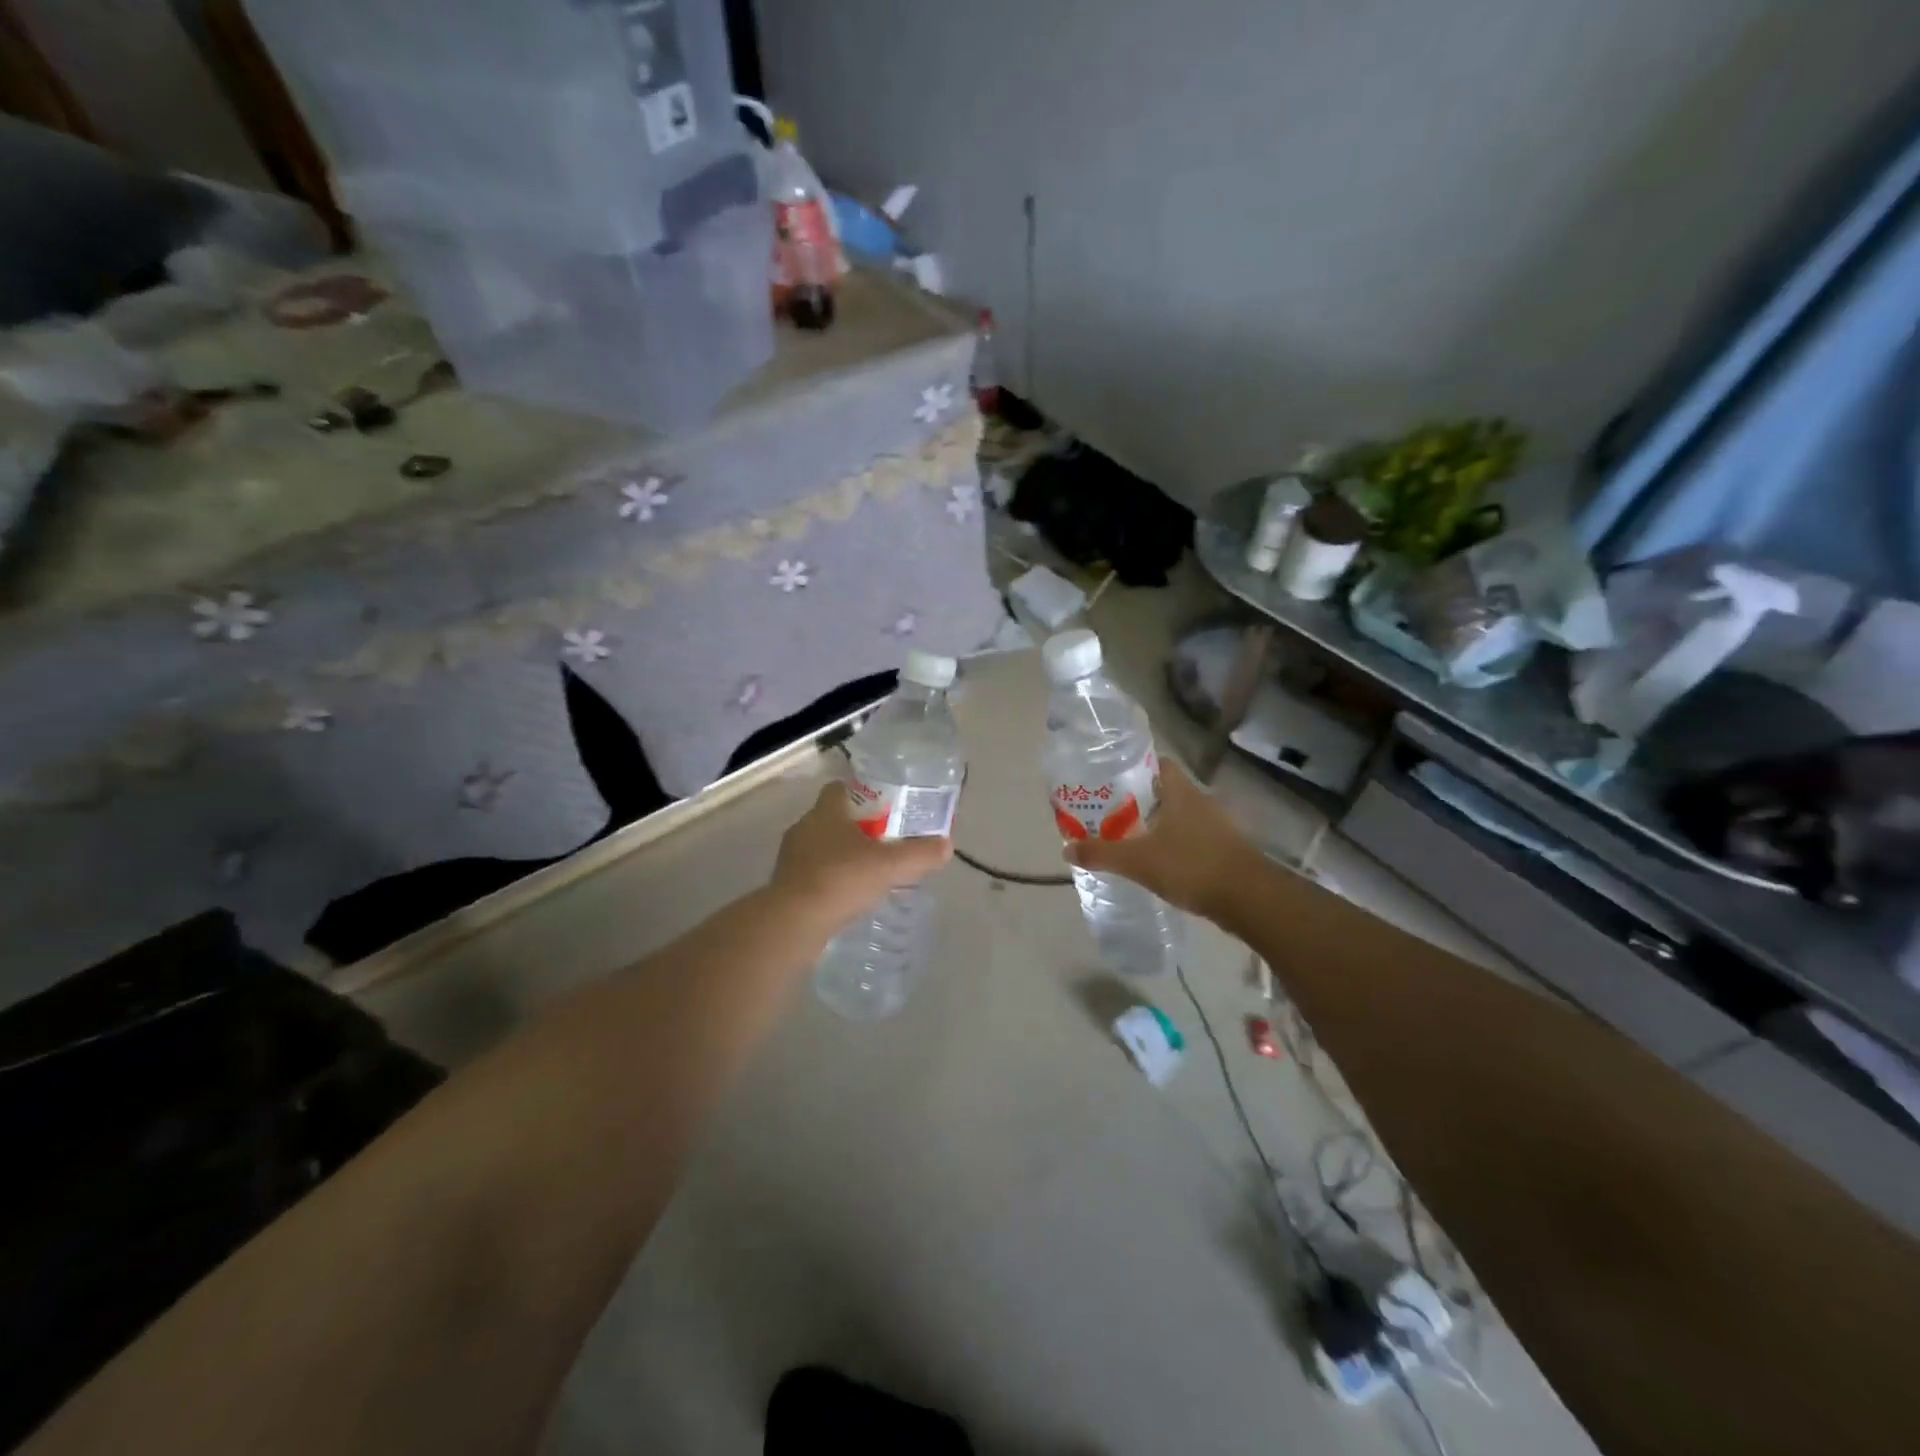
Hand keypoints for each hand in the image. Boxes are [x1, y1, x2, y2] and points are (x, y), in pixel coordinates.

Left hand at [771, 780, 953, 926]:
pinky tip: (849, 896)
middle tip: (884, 841)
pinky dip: (830, 880)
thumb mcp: (889, 866)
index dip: (861, 793)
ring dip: (842, 855)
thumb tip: (946, 845)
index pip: (839, 788)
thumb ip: (919, 854)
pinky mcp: (785, 886)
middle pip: (832, 818)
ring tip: (869, 871)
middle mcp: (804, 828)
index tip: (883, 806)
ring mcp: (791, 858)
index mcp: (825, 812)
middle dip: (856, 827)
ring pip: (821, 847)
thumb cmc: (840, 880)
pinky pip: (812, 874)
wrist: (792, 923)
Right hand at [1064, 757, 1260, 924]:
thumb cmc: (1192, 866)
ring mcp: (1215, 826)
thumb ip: (1101, 853)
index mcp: (1180, 792)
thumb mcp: (1138, 861)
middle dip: (1137, 799)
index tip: (1108, 778)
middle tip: (1107, 811)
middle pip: (1164, 791)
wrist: (1250, 899)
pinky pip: (1189, 838)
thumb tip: (1066, 848)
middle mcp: (1199, 801)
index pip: (1156, 763)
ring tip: (1125, 836)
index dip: (1133, 766)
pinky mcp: (1223, 849)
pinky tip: (1154, 861)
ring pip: (1177, 816)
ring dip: (1154, 824)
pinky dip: (1171, 844)